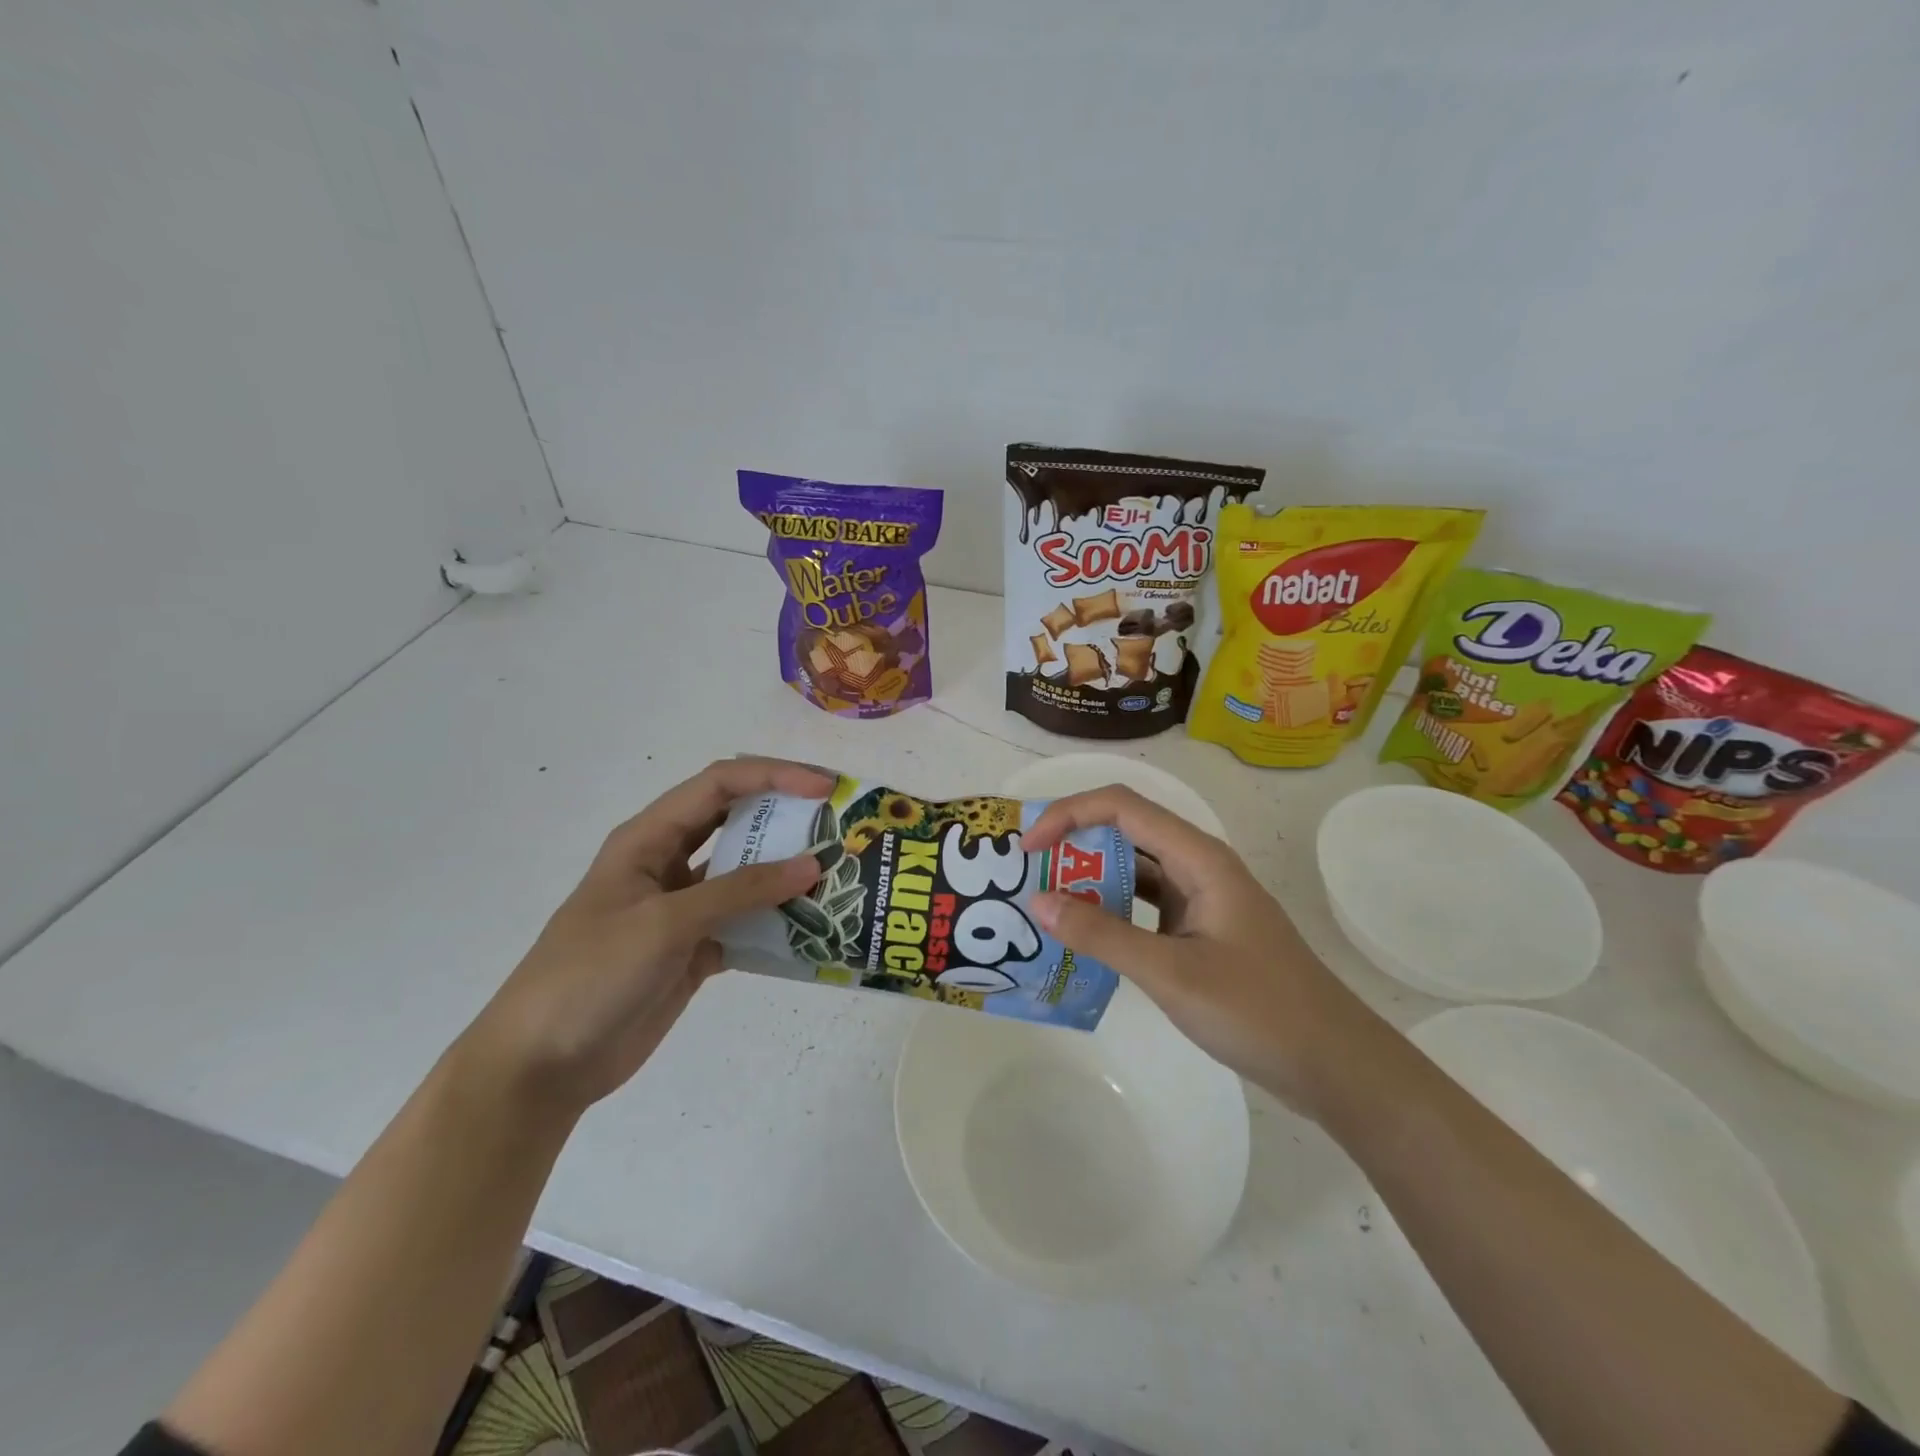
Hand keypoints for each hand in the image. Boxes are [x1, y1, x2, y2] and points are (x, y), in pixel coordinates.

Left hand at [463, 757, 833, 1112]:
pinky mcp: (695, 950)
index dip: (773, 776)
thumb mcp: (665, 923)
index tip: (825, 789)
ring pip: (747, 876)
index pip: (719, 785)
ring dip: (788, 873)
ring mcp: (684, 909)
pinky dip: (779, 924)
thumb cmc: (590, 974)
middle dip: (787, 816)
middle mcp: (669, 863)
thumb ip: (740, 891)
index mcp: (649, 838)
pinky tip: (815, 928)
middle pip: (737, 822)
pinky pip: (748, 925)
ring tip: (840, 874)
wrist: (542, 1066)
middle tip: (841, 823)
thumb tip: (812, 865)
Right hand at [1023, 786, 1374, 1114]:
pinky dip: (1110, 912)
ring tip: (1043, 902)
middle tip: (1025, 875)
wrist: (1334, 1065)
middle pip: (1125, 831)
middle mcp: (1199, 866)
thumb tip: (1038, 901)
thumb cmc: (1258, 1011)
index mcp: (1199, 857)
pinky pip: (1145, 906)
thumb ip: (1102, 935)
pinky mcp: (1201, 930)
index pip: (1121, 806)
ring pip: (1134, 870)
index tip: (1028, 849)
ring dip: (1089, 880)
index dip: (1068, 815)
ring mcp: (1201, 898)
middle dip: (1073, 844)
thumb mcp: (1171, 973)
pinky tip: (1083, 935)